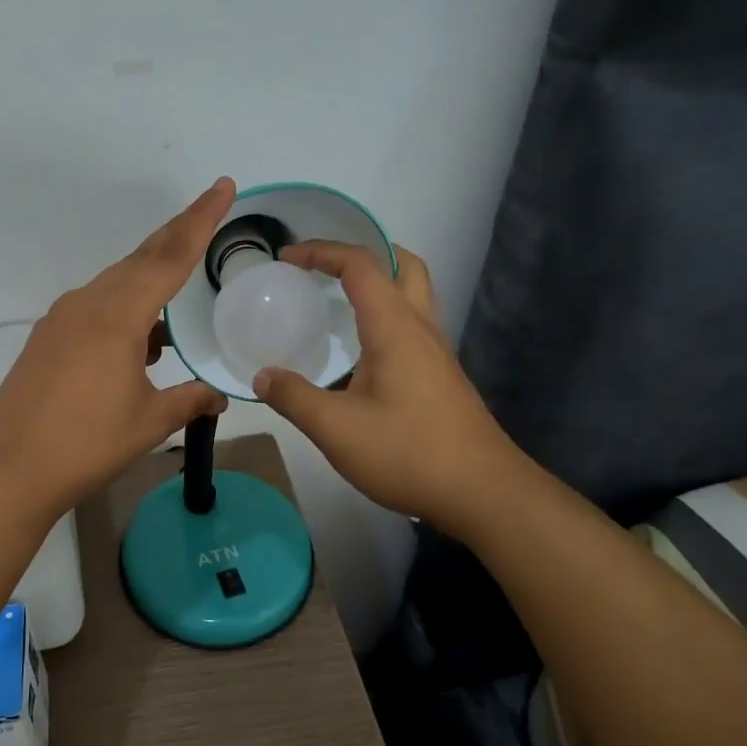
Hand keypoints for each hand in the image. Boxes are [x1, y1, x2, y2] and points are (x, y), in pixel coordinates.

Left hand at [0, 179, 235, 519]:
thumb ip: (188, 401)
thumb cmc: (86, 444)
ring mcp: (62, 318)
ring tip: (180, 290)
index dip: (200, 220)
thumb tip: (218, 397)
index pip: (170, 256)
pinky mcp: (47, 337)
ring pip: (116, 282)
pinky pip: (95, 306)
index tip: (222, 187)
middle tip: (209, 214)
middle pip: (141, 258)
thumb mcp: (149, 423)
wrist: (9, 468)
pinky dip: (124, 308)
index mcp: (118, 316)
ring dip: (149, 278)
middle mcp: (88, 304)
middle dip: (178, 235)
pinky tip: (139, 340)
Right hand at [252, 242, 527, 535]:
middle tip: (326, 266)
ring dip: (379, 284)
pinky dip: (385, 316)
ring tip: (337, 301)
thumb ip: (294, 398)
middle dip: (364, 253)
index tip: (287, 258)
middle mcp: (421, 329)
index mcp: (395, 328)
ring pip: (414, 295)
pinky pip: (412, 326)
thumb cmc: (408, 453)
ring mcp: (437, 353)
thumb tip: (262, 376)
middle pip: (404, 265)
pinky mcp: (442, 377)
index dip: (322, 251)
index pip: (361, 265)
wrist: (483, 494)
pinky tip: (360, 352)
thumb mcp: (336, 429)